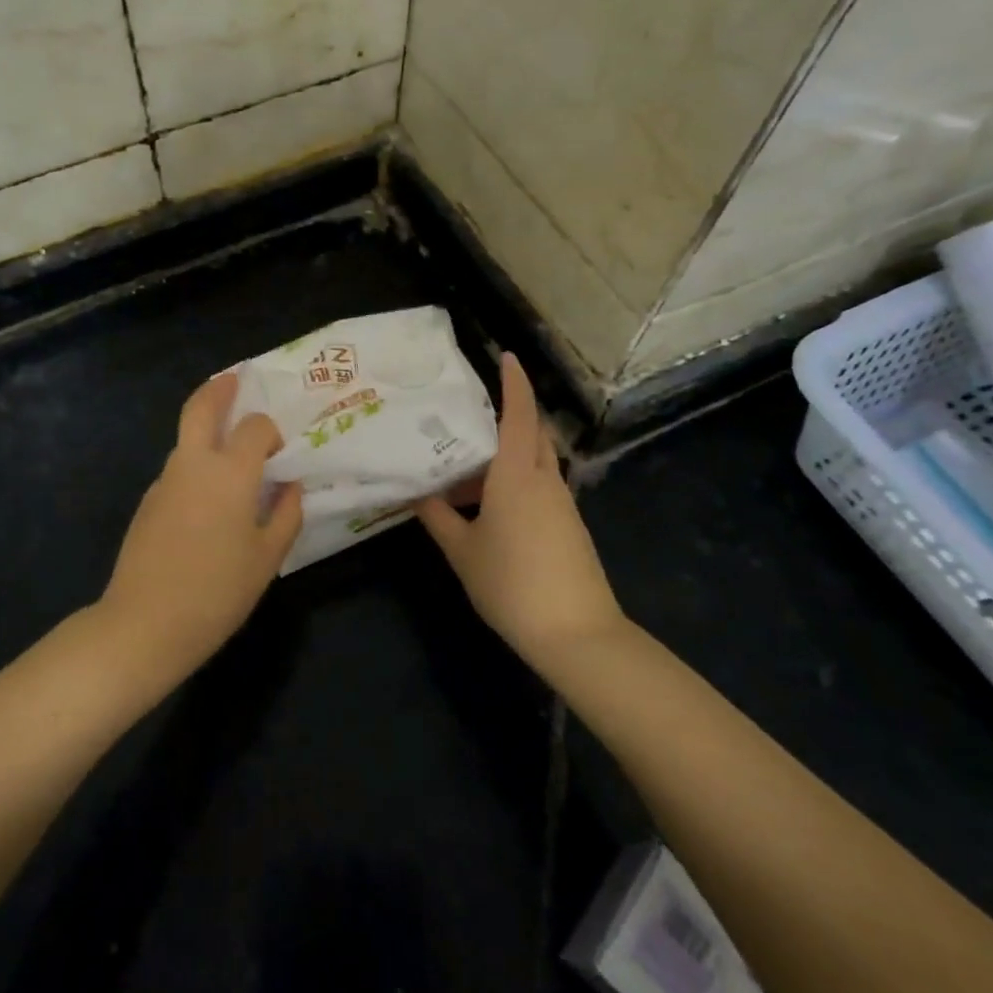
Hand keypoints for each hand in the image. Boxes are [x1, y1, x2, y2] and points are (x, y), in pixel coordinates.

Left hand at [97, 372, 302, 679]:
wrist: (145, 623)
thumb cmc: (217, 592)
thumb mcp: (267, 558)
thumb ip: (286, 514)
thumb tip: (291, 486)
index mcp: (230, 472)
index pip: (255, 427)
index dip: (271, 431)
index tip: (279, 453)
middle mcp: (194, 464)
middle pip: (201, 406)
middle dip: (219, 388)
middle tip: (234, 381)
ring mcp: (165, 480)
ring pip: (186, 439)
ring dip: (206, 430)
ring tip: (228, 448)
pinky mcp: (148, 501)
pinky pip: (177, 470)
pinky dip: (194, 466)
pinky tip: (205, 502)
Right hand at [415, 353, 622, 675]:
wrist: (577, 635)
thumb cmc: (511, 584)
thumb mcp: (463, 551)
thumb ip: (437, 517)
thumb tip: (415, 493)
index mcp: (517, 475)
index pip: (519, 415)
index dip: (514, 383)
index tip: (507, 357)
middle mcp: (544, 479)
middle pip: (531, 433)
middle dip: (509, 415)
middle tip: (470, 413)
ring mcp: (562, 504)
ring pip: (535, 462)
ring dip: (507, 455)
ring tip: (466, 465)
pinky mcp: (569, 526)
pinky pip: (540, 486)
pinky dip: (516, 480)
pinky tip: (489, 504)